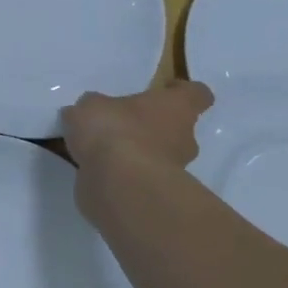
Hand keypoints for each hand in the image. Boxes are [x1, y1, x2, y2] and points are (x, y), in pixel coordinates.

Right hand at [61, 79, 213, 226]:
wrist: (119, 186)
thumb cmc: (114, 130)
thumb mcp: (91, 106)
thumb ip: (94, 108)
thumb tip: (91, 113)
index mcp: (175, 108)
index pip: (196, 94)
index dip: (182, 91)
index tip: (165, 89)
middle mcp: (183, 139)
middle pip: (178, 129)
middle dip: (153, 129)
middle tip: (124, 125)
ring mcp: (174, 172)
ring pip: (159, 157)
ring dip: (138, 155)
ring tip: (103, 152)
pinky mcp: (156, 198)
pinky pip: (140, 181)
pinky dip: (124, 178)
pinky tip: (97, 173)